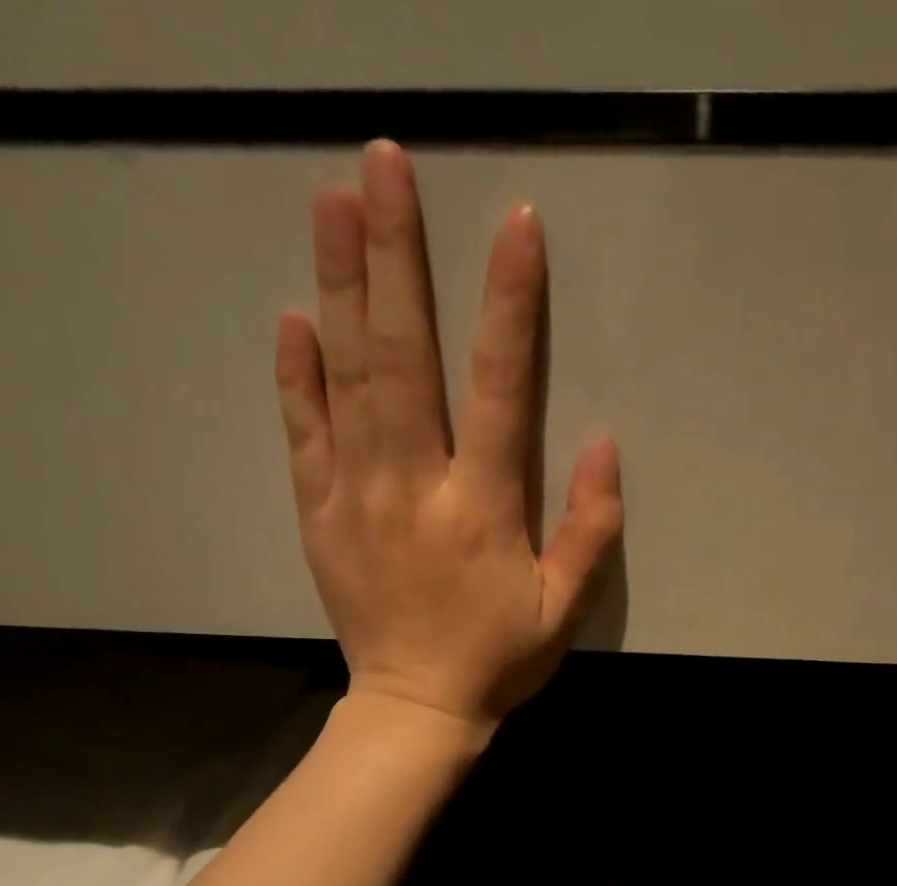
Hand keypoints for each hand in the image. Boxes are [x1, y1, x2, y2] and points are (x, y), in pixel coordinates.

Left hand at [274, 140, 623, 730]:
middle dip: (395, 255)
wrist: (415, 708)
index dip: (508, 304)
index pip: (498, 386)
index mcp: (482, 507)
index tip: (514, 224)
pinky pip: (303, 434)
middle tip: (383, 165)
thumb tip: (603, 444)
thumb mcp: (564, 609)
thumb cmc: (497, 659)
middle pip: (403, 356)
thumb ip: (590, 530)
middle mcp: (414, 486)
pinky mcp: (319, 514)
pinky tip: (293, 318)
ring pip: (346, 378)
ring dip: (339, 285)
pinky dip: (296, 375)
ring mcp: (357, 496)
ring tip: (331, 201)